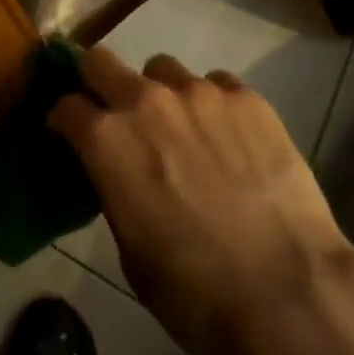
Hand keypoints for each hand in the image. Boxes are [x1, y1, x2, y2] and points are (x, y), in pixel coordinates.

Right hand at [49, 47, 353, 354]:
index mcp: (107, 140)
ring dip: (159, 93)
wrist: (289, 293)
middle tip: (110, 109)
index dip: (63, 120)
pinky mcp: (245, 96)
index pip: (65, 106)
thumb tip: (117, 172)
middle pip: (100, 61)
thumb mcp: (132, 252)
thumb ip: (116, 191)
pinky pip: (215, 84)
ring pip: (162, 69)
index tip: (68, 133)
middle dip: (95, 80)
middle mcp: (145, 99)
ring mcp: (198, 91)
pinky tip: (230, 139)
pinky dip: (211, 105)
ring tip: (183, 130)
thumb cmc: (197, 293)